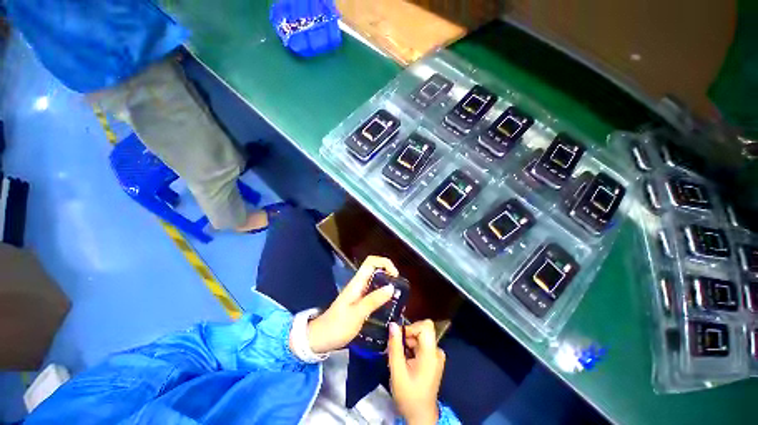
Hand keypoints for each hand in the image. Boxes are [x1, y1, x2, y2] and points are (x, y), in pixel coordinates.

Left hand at [306, 256, 398, 353]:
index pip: (371, 262)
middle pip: (375, 269)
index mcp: (357, 282)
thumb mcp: (356, 314)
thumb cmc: (337, 326)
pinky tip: (388, 305)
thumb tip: (391, 287)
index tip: (395, 276)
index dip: (385, 263)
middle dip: (389, 274)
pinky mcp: (360, 302)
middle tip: (399, 288)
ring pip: (376, 281)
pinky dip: (383, 294)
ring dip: (387, 284)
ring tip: (397, 297)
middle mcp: (359, 284)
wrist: (320, 339)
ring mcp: (359, 293)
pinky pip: (374, 292)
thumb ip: (373, 300)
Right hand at [388, 320, 444, 424]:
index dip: (411, 327)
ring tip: (399, 358)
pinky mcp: (433, 359)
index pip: (425, 326)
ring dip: (407, 343)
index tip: (399, 338)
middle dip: (407, 337)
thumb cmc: (409, 395)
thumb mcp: (397, 371)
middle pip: (422, 330)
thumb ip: (395, 346)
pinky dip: (411, 349)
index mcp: (431, 354)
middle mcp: (437, 352)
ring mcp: (436, 356)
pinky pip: (421, 345)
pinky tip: (405, 361)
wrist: (420, 416)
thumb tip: (392, 324)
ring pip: (420, 337)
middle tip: (396, 350)